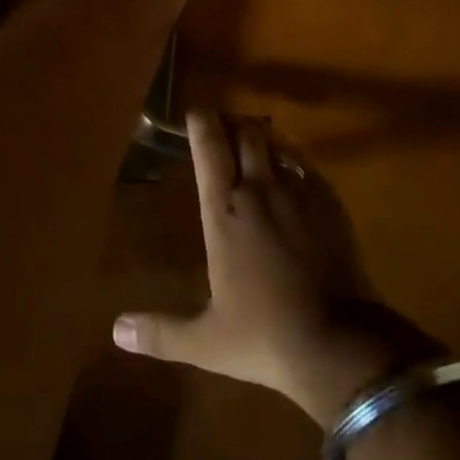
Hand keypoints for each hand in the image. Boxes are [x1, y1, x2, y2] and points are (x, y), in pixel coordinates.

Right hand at [111, 112, 443, 425]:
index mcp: (224, 210)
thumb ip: (162, 332)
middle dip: (232, 123)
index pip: (209, 146)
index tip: (193, 113)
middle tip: (222, 127)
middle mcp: (259, 189)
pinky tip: (291, 177)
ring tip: (254, 144)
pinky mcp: (330, 204)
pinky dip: (292, 163)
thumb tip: (117, 332)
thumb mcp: (206, 341)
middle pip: (246, 132)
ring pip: (276, 144)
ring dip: (262, 139)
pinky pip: (305, 167)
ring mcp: (298, 193)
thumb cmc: (266, 336)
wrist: (342, 346)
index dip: (201, 122)